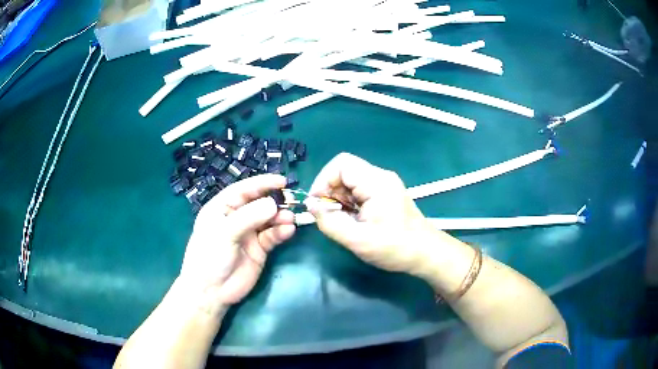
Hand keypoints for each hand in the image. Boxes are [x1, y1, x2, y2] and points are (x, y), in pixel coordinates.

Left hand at [178, 175, 295, 306]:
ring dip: (280, 217)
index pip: (243, 190)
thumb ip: (249, 217)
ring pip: (268, 220)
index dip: (262, 183)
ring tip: (291, 219)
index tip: (282, 181)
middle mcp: (236, 218)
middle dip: (275, 201)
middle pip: (259, 204)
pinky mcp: (259, 249)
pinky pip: (272, 236)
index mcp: (222, 208)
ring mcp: (249, 234)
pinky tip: (288, 231)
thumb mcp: (225, 233)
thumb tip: (273, 204)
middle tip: (292, 201)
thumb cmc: (210, 257)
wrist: (212, 292)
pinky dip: (281, 232)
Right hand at [306, 153, 438, 275]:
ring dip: (340, 200)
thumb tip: (310, 205)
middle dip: (331, 193)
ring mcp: (384, 185)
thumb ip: (330, 222)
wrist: (425, 253)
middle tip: (332, 217)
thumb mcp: (358, 240)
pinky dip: (350, 204)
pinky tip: (355, 221)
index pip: (341, 164)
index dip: (324, 180)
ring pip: (350, 182)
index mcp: (376, 182)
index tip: (318, 204)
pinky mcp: (385, 194)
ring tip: (346, 222)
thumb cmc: (395, 247)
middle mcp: (380, 177)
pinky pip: (359, 191)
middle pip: (345, 172)